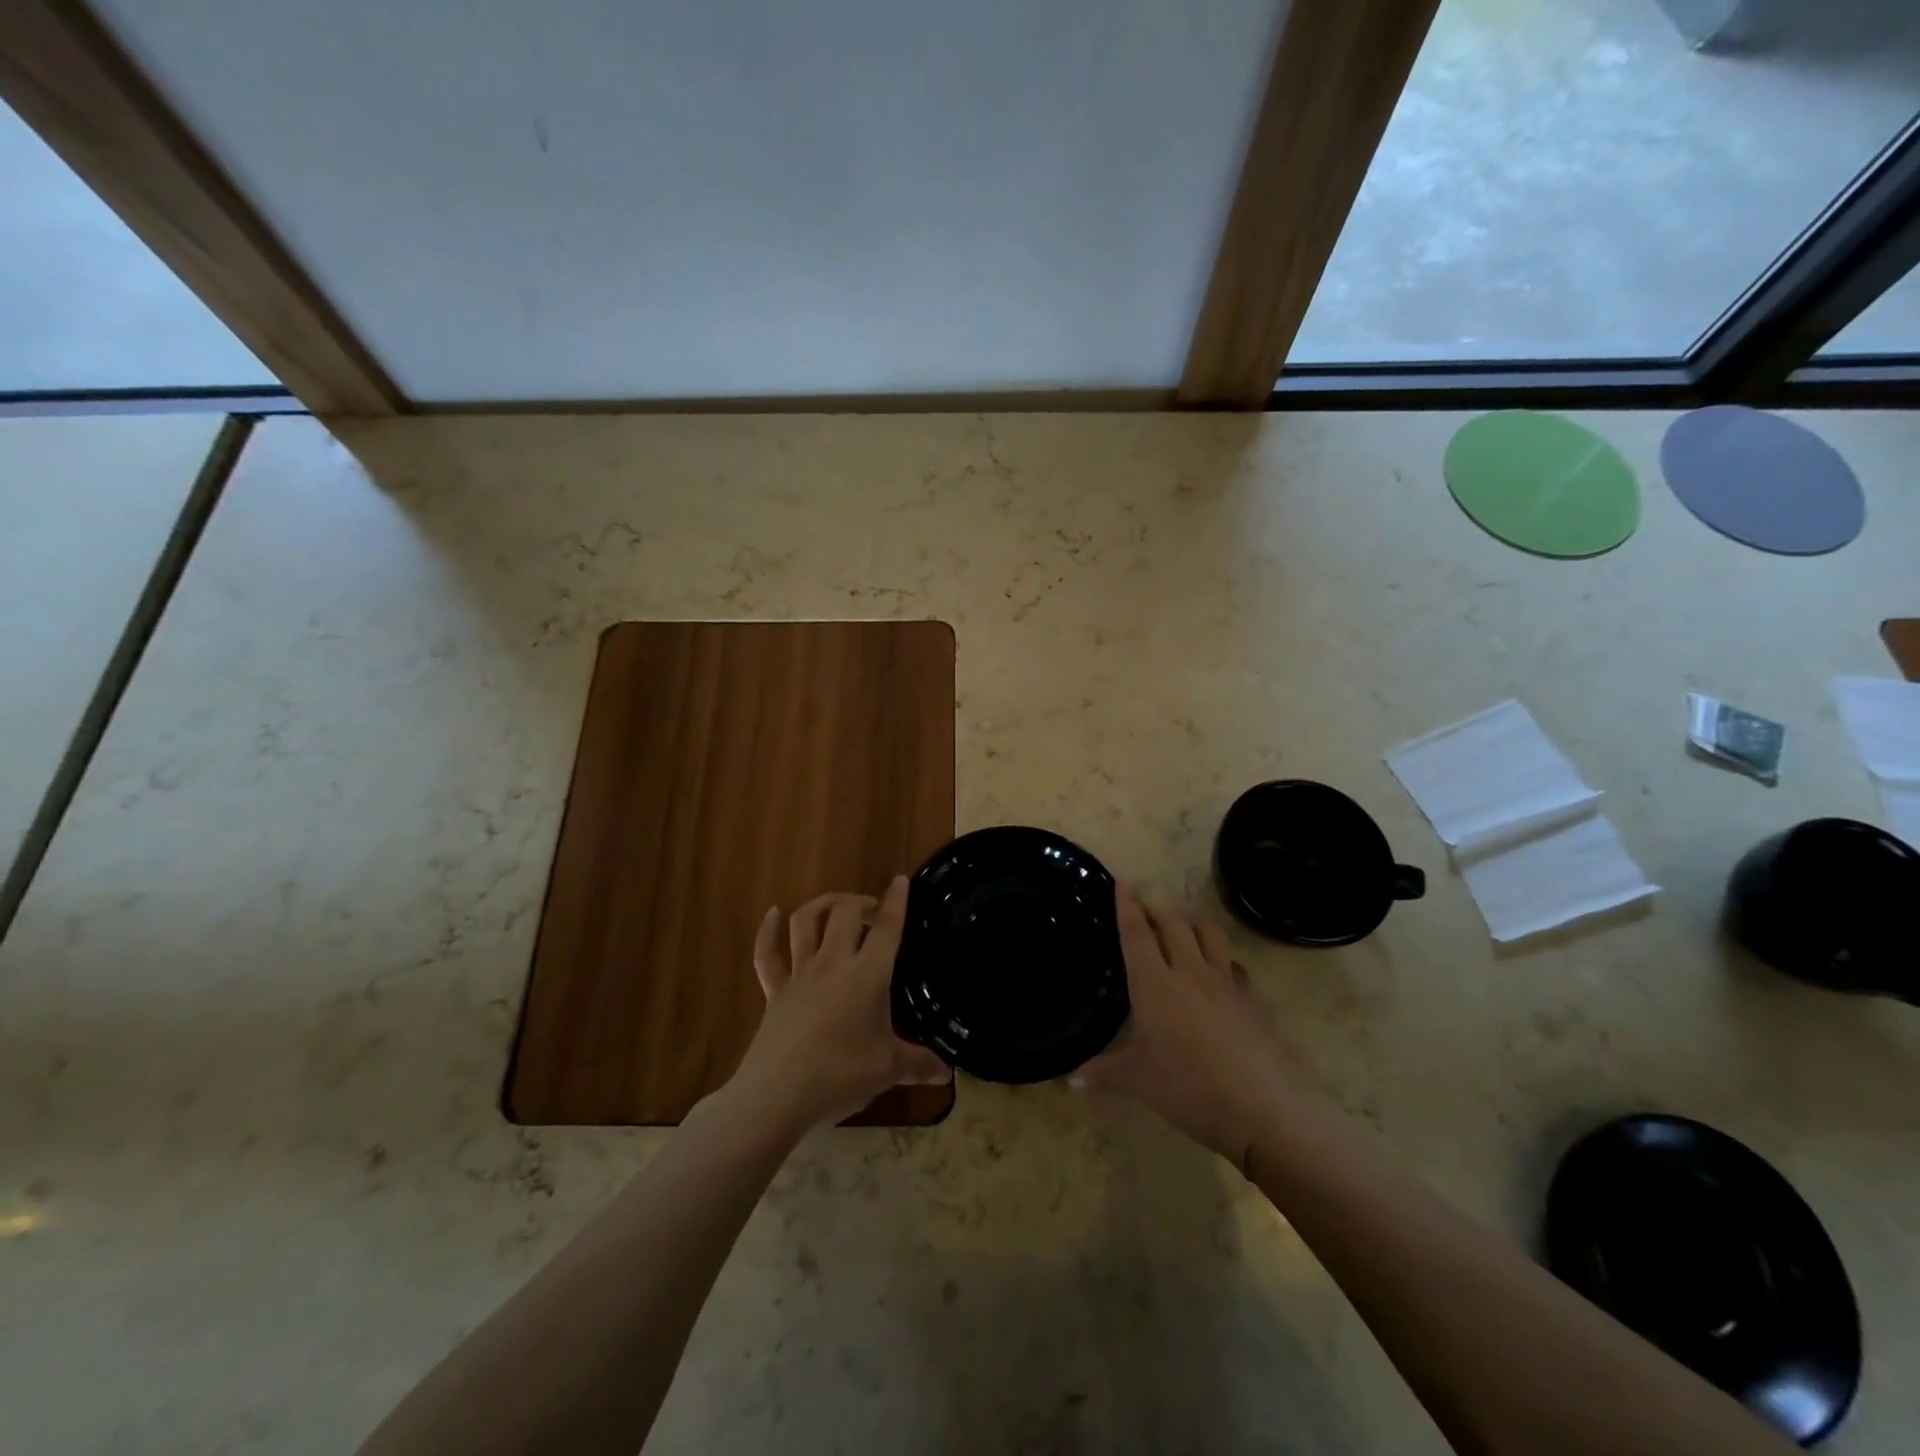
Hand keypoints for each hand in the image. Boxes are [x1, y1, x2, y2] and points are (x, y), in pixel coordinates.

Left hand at [732, 877, 951, 1130]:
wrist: (777, 1095)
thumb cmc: (840, 1074)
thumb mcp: (888, 1070)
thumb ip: (918, 1065)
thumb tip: (948, 1072)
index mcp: (868, 974)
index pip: (887, 928)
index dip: (896, 902)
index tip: (900, 880)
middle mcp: (833, 963)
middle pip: (845, 913)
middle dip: (861, 902)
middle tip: (874, 912)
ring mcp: (800, 974)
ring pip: (806, 922)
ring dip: (822, 904)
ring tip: (836, 904)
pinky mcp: (774, 991)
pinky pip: (767, 954)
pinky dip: (767, 931)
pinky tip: (772, 913)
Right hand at [1073, 887, 1302, 1170]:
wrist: (1263, 1107)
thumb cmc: (1188, 1088)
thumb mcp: (1138, 1082)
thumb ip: (1103, 1073)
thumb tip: (1071, 1080)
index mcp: (1154, 983)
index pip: (1136, 934)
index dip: (1127, 906)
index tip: (1123, 882)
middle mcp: (1189, 971)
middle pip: (1172, 924)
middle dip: (1156, 909)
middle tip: (1144, 907)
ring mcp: (1225, 982)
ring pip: (1208, 933)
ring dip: (1190, 921)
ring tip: (1181, 924)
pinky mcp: (1252, 1000)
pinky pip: (1233, 964)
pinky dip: (1221, 956)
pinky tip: (1220, 970)